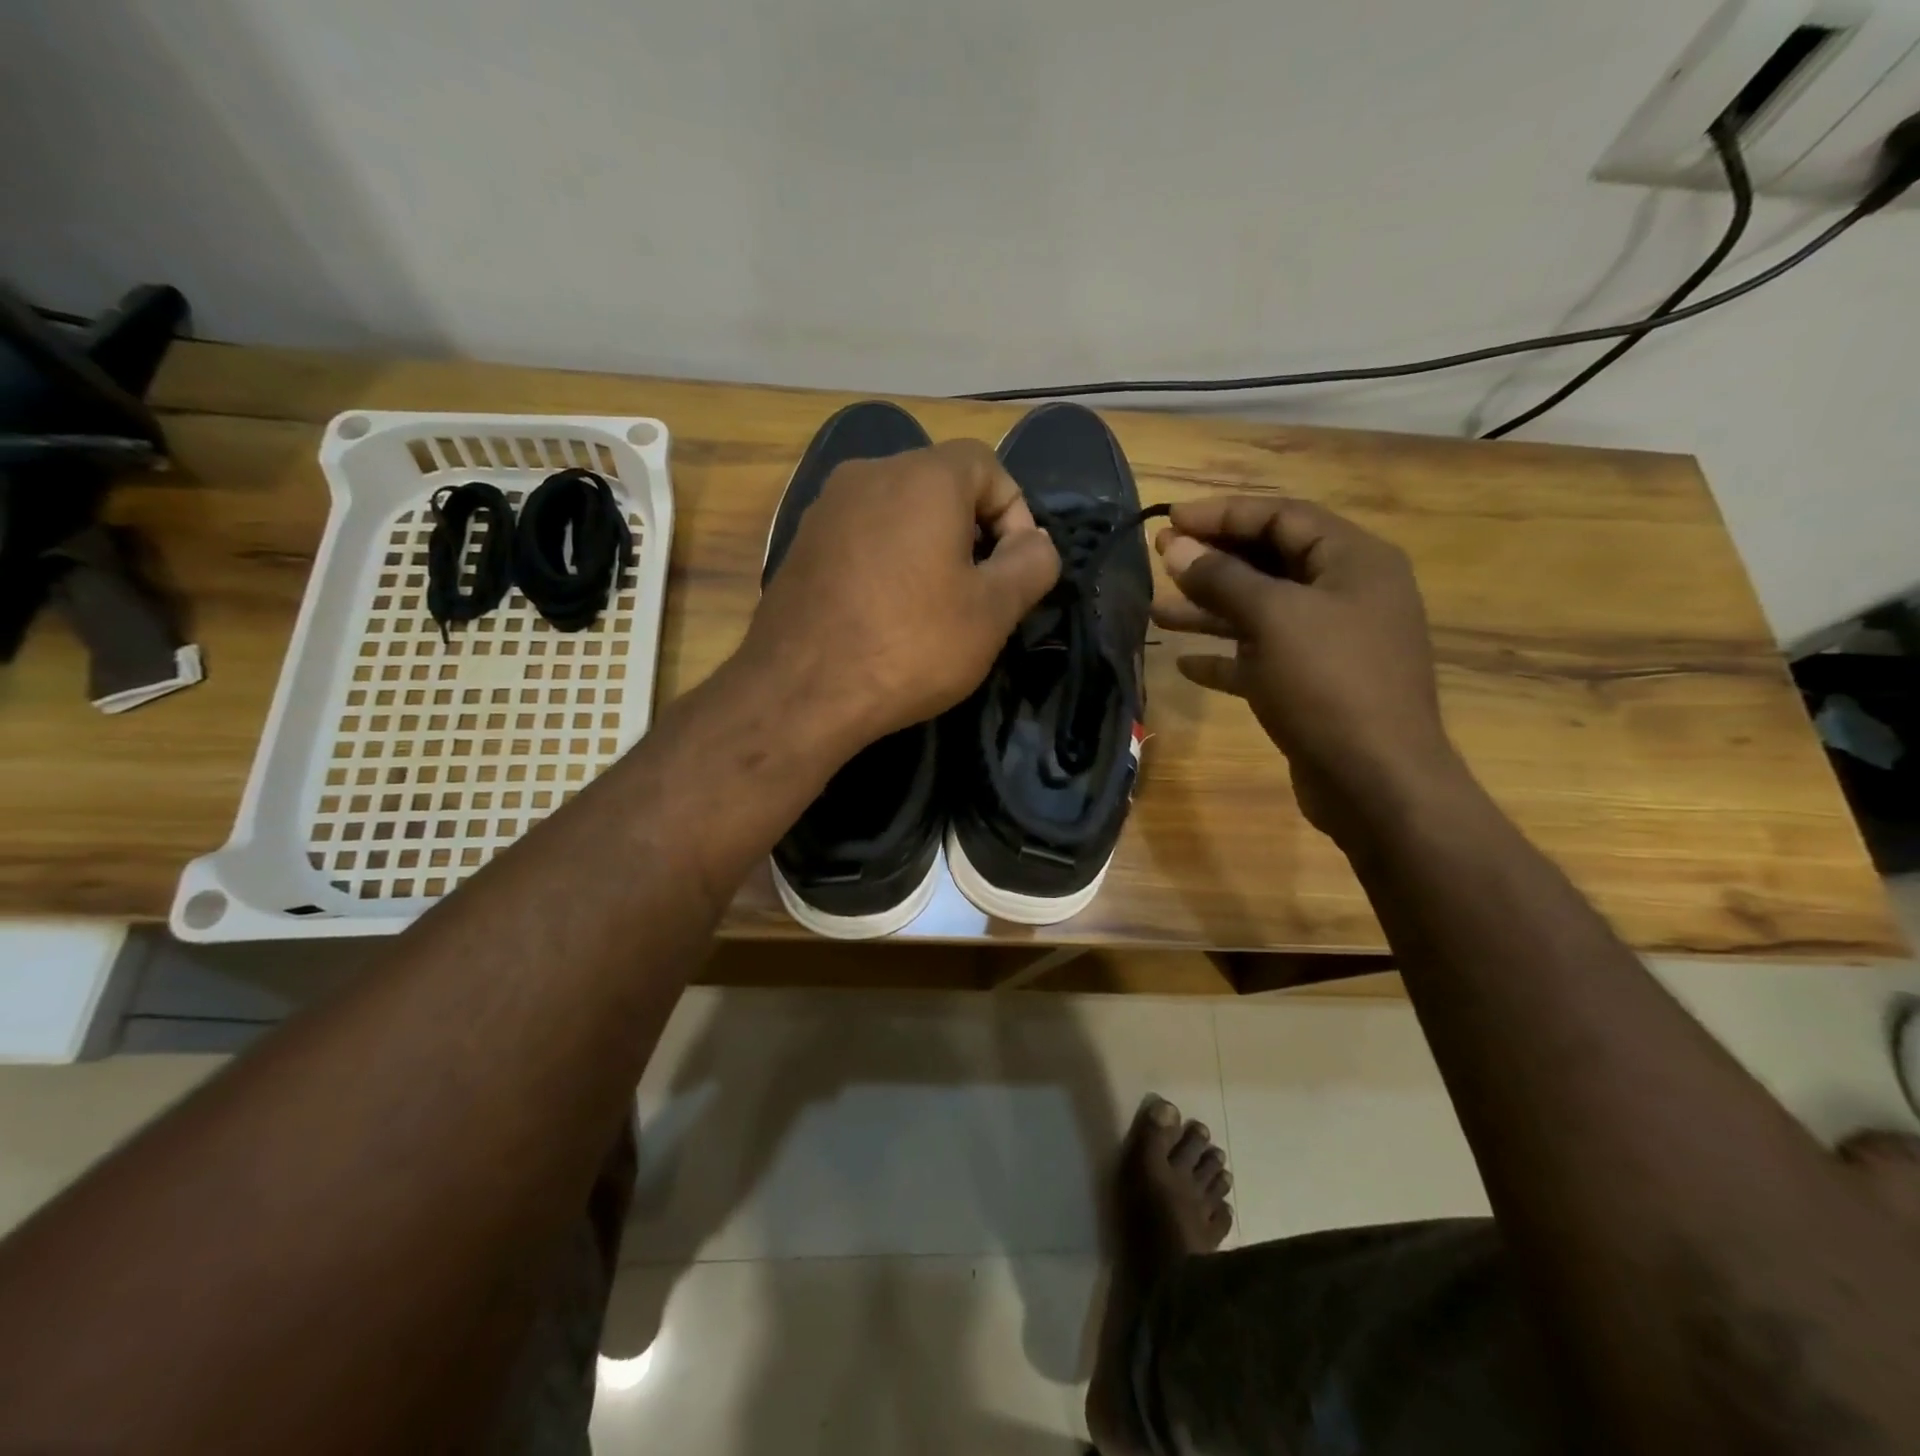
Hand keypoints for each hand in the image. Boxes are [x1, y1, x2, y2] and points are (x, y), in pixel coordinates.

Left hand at [741, 439, 1060, 745]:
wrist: (799, 692)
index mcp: (923, 477)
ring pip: (897, 512)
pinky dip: (886, 562)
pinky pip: (861, 538)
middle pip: (939, 485)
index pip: (987, 464)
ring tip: (932, 608)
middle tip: (978, 592)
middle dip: (970, 532)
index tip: (1013, 569)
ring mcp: (825, 508)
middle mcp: (868, 474)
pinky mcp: (800, 545)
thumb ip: (1032, 564)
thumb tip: (1034, 542)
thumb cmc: (909, 646)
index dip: (1014, 512)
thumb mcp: (993, 612)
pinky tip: (884, 615)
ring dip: (927, 549)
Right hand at [1152, 496, 1464, 837]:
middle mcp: (1346, 594)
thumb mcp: (1273, 618)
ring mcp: (1332, 642)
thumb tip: (1174, 546)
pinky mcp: (1313, 685)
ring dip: (1209, 609)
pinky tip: (1184, 663)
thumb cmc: (1329, 684)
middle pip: (1271, 561)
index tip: (1170, 519)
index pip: (1282, 516)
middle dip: (1213, 560)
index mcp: (1353, 561)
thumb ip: (1222, 577)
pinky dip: (1226, 657)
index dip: (1224, 514)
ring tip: (1156, 610)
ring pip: (1261, 612)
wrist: (1376, 781)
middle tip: (1160, 557)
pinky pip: (1262, 658)